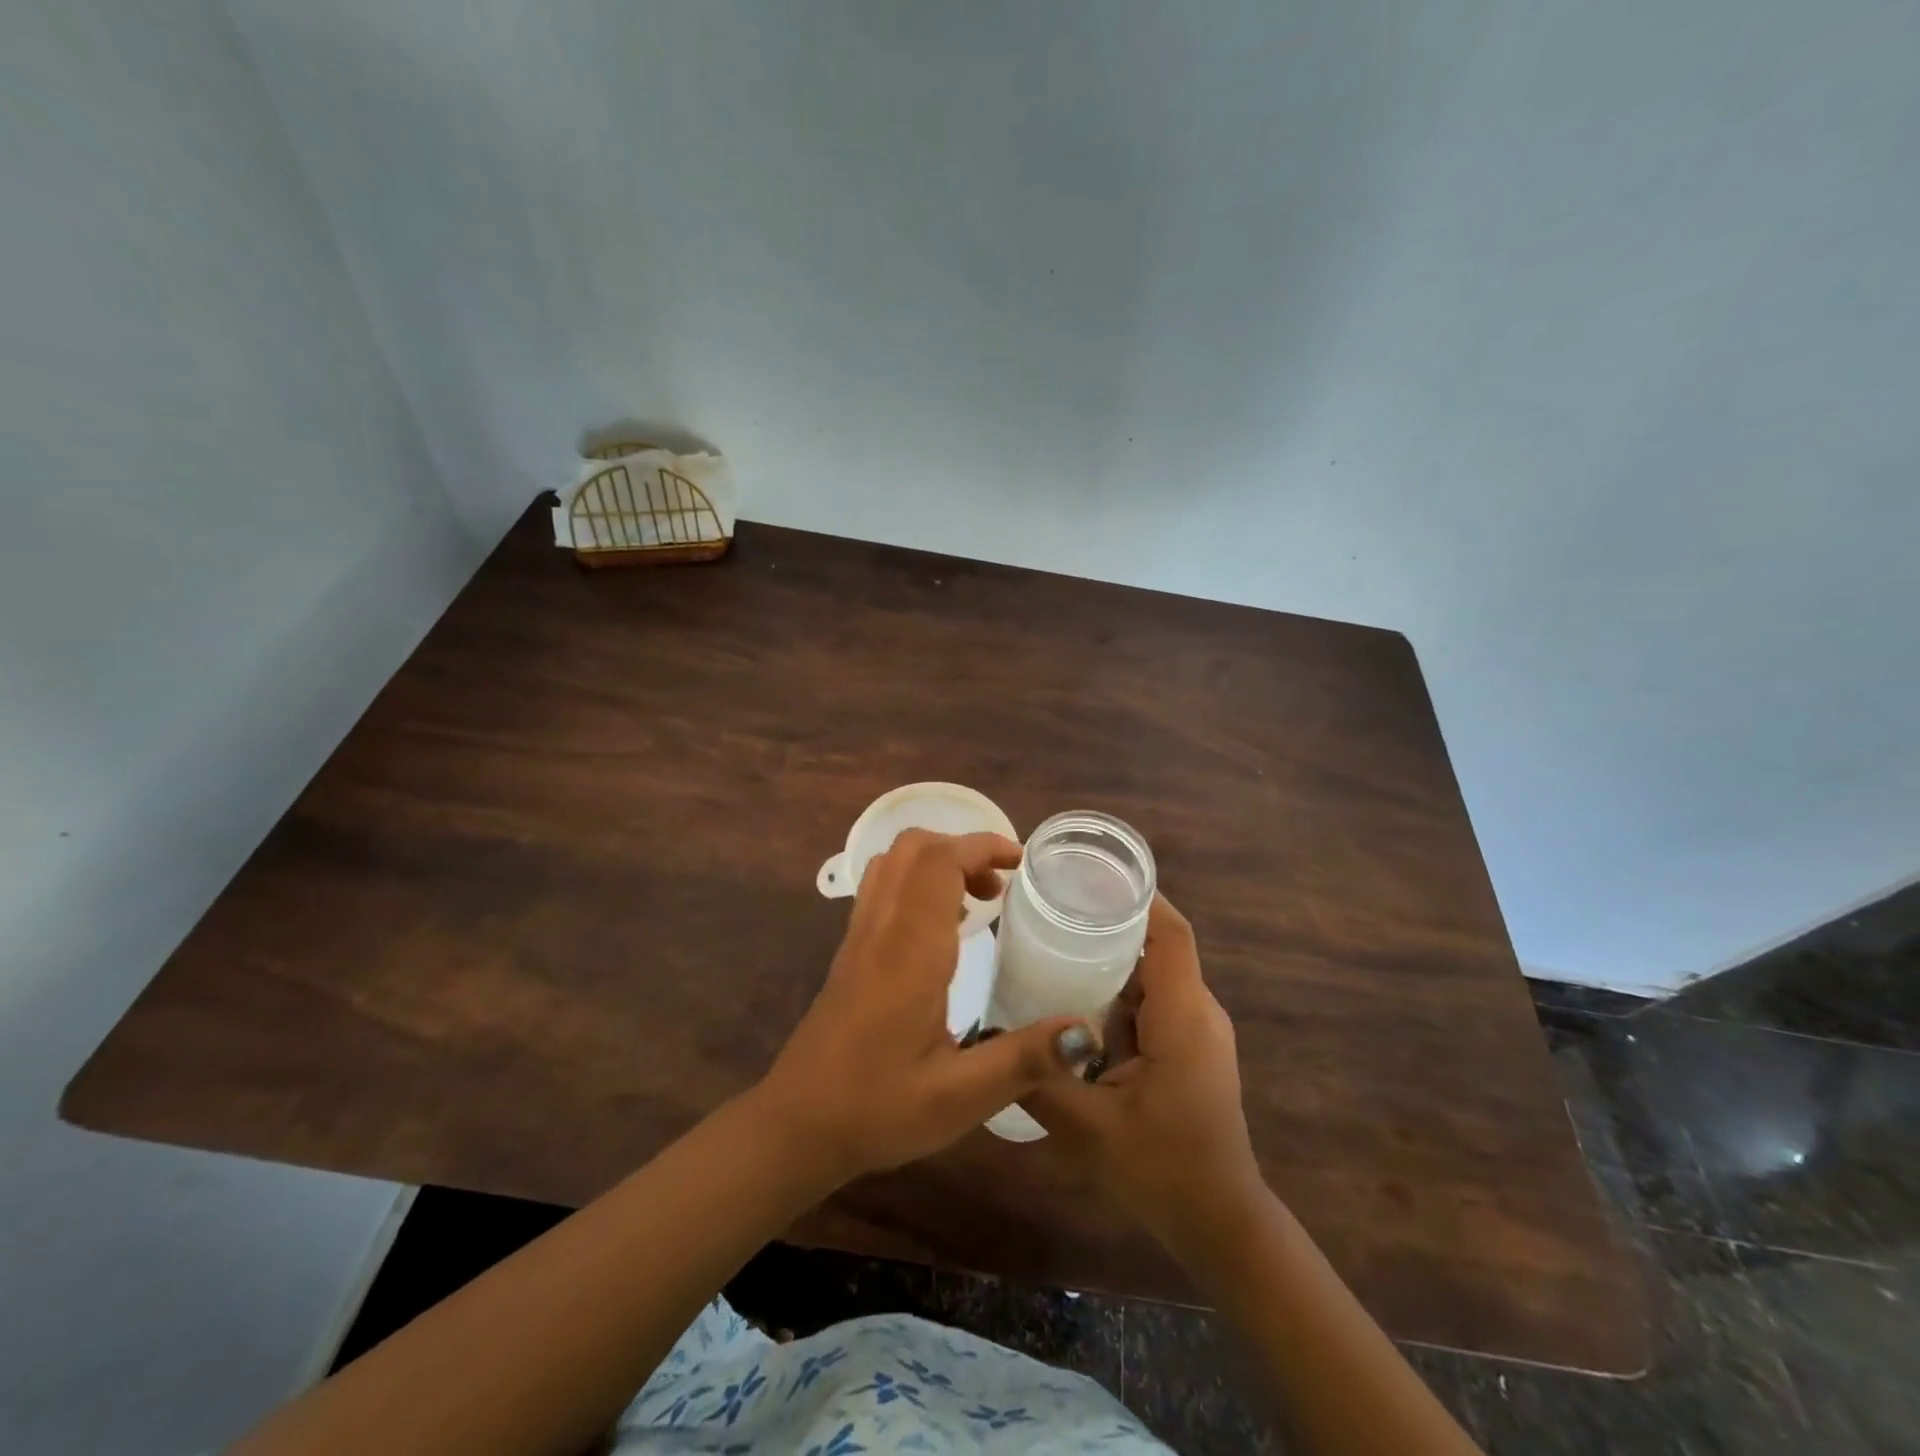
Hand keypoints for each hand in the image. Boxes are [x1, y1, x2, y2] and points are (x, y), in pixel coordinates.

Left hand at [754, 829, 1091, 1184]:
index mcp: (910, 949)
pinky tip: (943, 930)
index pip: (939, 861)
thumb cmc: (878, 1108)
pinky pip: (882, 888)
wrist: (798, 1124)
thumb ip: (1024, 1060)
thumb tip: (1086, 1032)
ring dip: (938, 862)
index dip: (982, 846)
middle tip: (1002, 886)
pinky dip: (917, 882)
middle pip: (913, 848)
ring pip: (893, 863)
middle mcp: (881, 928)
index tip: (1021, 862)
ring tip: (979, 902)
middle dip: (963, 848)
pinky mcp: (850, 950)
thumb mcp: (960, 1096)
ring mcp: (859, 935)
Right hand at [1022, 895, 1266, 1252]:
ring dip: (1110, 959)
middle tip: (1053, 909)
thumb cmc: (1163, 1170)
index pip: (1171, 934)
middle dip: (1109, 923)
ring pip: (1151, 975)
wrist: (1220, 1224)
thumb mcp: (1089, 1128)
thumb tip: (993, 1034)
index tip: (1091, 875)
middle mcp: (1197, 1012)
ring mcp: (1196, 1031)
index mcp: (1182, 1016)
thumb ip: (1041, 1077)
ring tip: (1055, 944)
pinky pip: (1151, 1002)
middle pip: (1157, 946)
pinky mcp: (1188, 1048)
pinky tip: (1074, 1000)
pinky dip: (1116, 992)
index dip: (1138, 897)